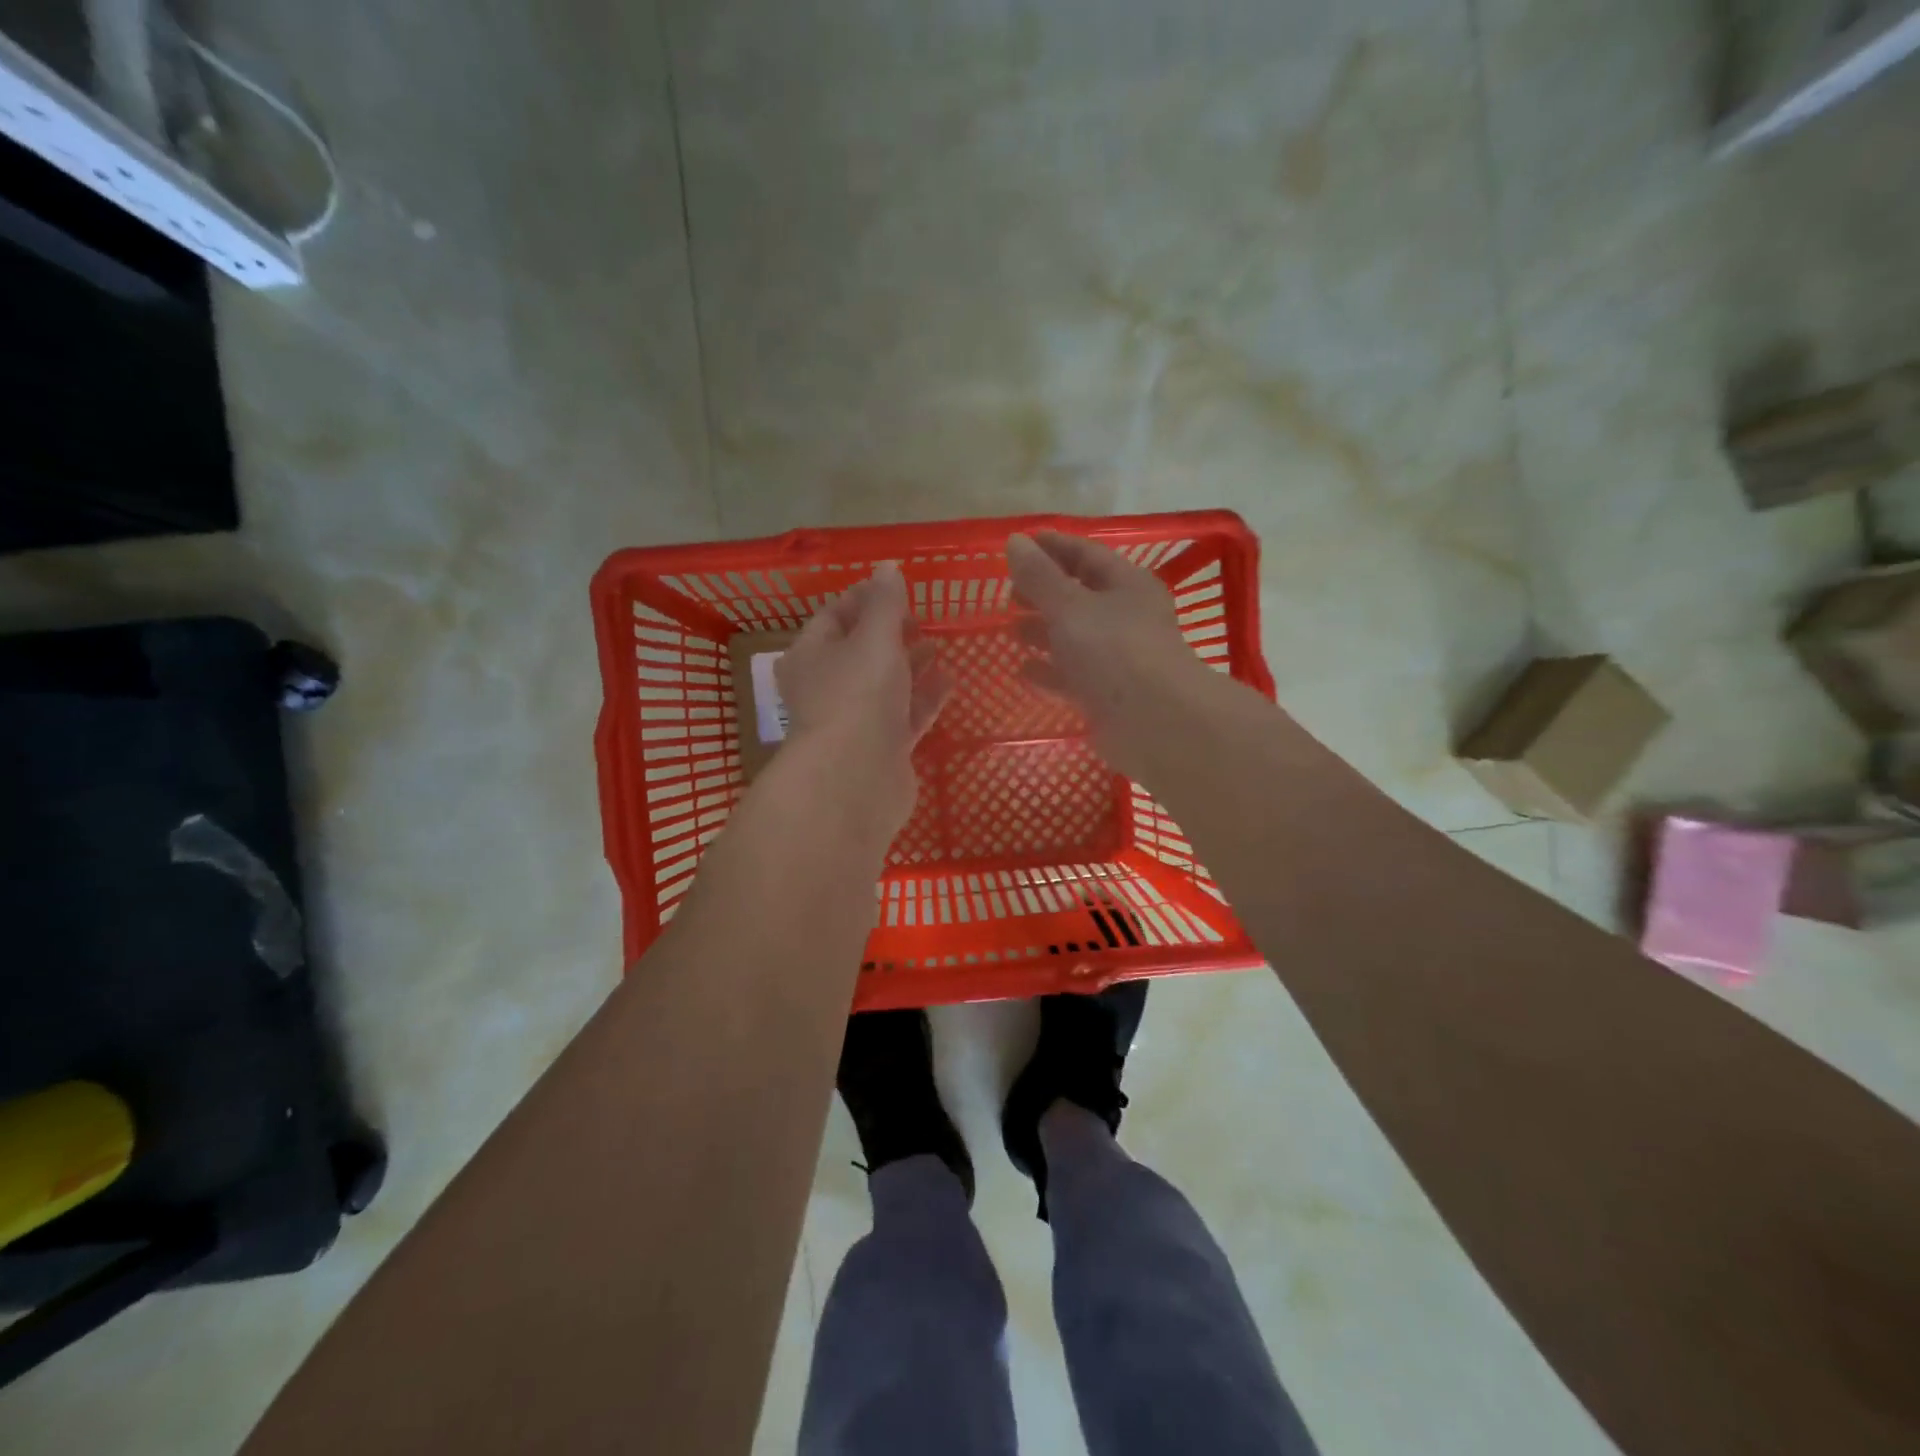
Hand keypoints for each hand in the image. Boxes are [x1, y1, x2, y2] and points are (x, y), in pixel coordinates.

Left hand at [774, 562, 950, 832]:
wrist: (857, 779)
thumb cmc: (858, 695)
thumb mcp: (874, 638)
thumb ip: (885, 603)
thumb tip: (887, 567)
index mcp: (811, 656)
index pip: (832, 616)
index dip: (862, 598)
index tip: (896, 588)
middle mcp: (828, 687)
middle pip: (859, 652)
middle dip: (889, 632)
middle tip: (920, 617)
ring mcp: (856, 720)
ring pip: (884, 684)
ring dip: (909, 663)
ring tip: (938, 644)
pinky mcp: (882, 748)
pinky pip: (905, 714)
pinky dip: (924, 697)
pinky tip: (949, 679)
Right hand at [1007, 531, 1214, 780]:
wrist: (1154, 723)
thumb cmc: (1114, 650)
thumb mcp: (1070, 606)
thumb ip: (1039, 576)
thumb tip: (1015, 541)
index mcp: (1127, 585)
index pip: (1086, 555)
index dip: (1053, 547)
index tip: (1019, 544)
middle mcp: (1126, 619)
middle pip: (1080, 597)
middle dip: (1044, 593)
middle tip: (1009, 594)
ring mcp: (1118, 660)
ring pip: (1075, 639)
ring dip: (1045, 633)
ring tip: (1012, 631)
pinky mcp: (1108, 696)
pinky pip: (1073, 677)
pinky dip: (1049, 672)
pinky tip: (1023, 671)